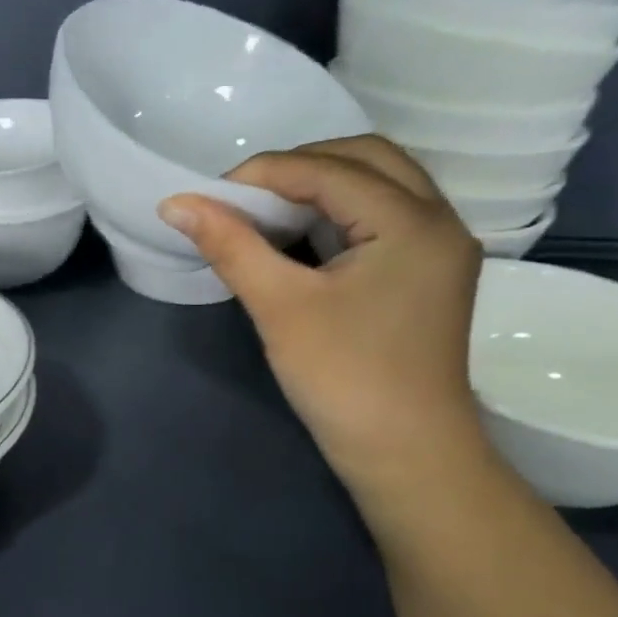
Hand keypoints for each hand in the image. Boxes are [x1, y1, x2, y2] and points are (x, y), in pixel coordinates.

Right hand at [158, 136, 487, 500]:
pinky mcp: (431, 273)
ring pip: (381, 184)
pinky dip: (342, 211)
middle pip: (366, 159)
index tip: (211, 196)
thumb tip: (176, 202)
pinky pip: (386, 215)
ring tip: (269, 210)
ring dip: (324, 184)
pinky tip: (304, 235)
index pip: (328, 170)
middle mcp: (440, 220)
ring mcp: (441, 248)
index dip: (263, 174)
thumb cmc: (345, 381)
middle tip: (247, 197)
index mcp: (412, 222)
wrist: (407, 457)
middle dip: (300, 166)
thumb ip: (231, 245)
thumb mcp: (280, 307)